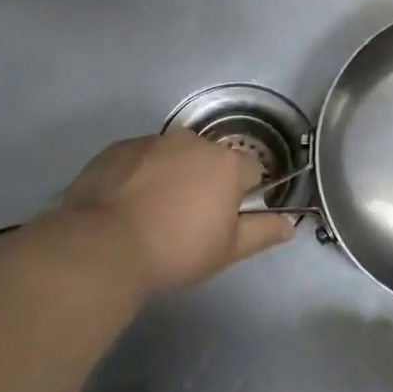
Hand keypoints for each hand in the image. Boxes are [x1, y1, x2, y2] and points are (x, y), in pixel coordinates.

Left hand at [58, 128, 293, 295]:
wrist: (101, 246)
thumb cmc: (176, 250)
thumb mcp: (228, 250)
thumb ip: (263, 232)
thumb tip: (290, 223)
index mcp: (225, 163)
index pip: (250, 168)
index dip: (243, 192)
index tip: (227, 216)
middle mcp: (192, 142)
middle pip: (209, 158)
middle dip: (205, 180)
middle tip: (188, 217)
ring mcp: (151, 141)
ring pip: (172, 155)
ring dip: (171, 175)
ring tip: (152, 212)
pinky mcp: (117, 149)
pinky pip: (139, 159)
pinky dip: (138, 175)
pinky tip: (125, 205)